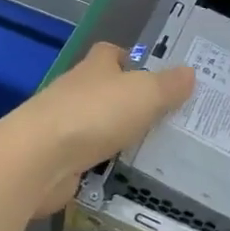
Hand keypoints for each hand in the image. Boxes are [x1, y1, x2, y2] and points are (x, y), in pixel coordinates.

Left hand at [0, 43, 194, 214]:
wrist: (40, 158)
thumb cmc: (94, 114)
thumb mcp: (143, 94)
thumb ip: (167, 85)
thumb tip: (189, 72)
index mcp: (95, 67)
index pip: (112, 53)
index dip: (131, 60)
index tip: (156, 76)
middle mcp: (77, 90)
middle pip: (106, 90)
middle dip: (131, 102)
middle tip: (168, 119)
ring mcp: (65, 125)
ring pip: (99, 126)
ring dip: (119, 135)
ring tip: (157, 151)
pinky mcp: (59, 158)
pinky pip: (90, 158)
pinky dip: (105, 164)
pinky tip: (128, 176)